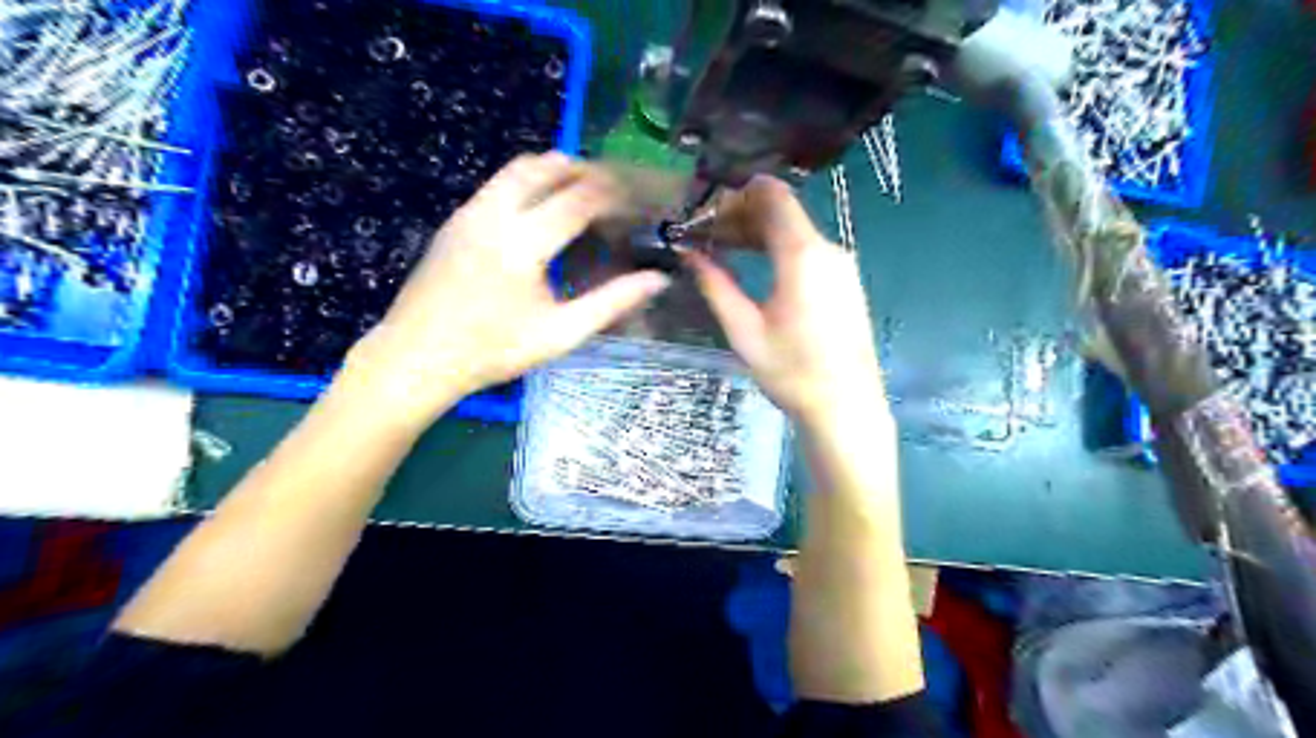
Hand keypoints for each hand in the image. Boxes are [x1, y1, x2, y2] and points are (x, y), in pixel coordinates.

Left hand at [338, 153, 671, 429]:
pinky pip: (499, 183)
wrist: (416, 356)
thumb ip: (611, 303)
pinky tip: (542, 206)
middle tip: (617, 190)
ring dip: (556, 169)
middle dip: (587, 171)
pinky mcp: (456, 219)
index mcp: (524, 244)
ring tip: (585, 188)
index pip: (580, 199)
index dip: (615, 195)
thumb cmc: (493, 351)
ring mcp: (470, 212)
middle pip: (547, 169)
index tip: (637, 203)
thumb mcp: (560, 333)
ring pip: (518, 169)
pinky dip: (529, 180)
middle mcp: (495, 215)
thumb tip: (658, 279)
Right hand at [690, 176, 883, 427]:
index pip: (773, 194)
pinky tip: (756, 270)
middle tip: (706, 236)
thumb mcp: (744, 329)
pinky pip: (808, 251)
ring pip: (795, 231)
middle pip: (782, 212)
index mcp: (803, 254)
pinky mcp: (845, 282)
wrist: (846, 407)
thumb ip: (716, 284)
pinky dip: (779, 250)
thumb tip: (688, 253)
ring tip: (723, 251)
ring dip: (759, 235)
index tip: (707, 211)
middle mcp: (828, 249)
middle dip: (742, 216)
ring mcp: (841, 266)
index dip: (737, 194)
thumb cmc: (791, 371)